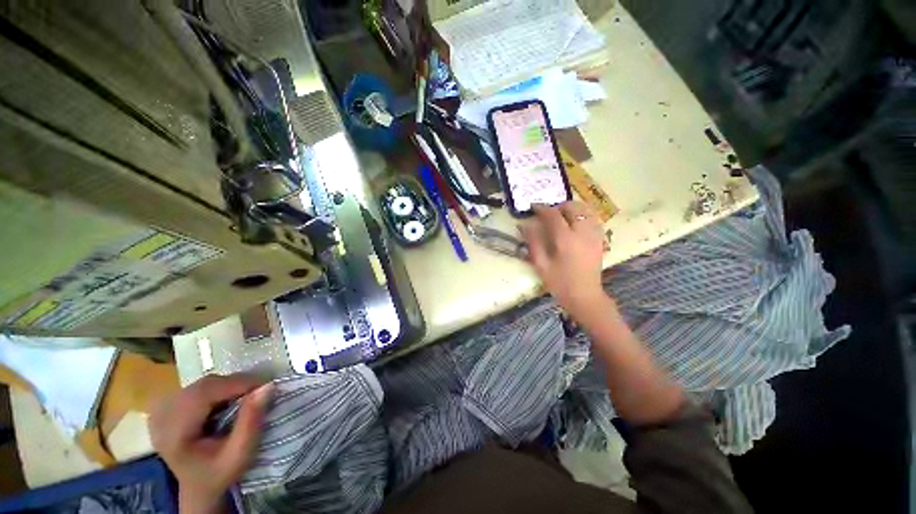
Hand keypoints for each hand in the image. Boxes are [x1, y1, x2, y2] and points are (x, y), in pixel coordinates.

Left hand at [149, 374, 272, 513]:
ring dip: (228, 385)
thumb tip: (268, 386)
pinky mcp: (166, 407)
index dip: (236, 384)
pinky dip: (218, 388)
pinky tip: (225, 401)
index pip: (204, 394)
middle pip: (203, 386)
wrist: (198, 485)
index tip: (265, 385)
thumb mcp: (240, 454)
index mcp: (173, 434)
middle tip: (258, 390)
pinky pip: (197, 387)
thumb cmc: (219, 473)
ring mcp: (161, 411)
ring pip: (202, 384)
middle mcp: (161, 418)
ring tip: (244, 396)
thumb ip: (251, 421)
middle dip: (234, 384)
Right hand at [520, 202, 610, 321]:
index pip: (553, 215)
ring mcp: (594, 235)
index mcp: (565, 239)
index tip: (533, 207)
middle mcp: (582, 232)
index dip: (542, 208)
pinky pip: (593, 218)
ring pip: (585, 210)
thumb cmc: (560, 283)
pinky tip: (574, 223)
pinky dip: (583, 215)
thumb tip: (524, 226)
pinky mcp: (600, 239)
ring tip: (561, 216)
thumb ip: (533, 243)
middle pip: (572, 207)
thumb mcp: (541, 265)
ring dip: (572, 208)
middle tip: (547, 214)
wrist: (585, 296)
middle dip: (558, 206)